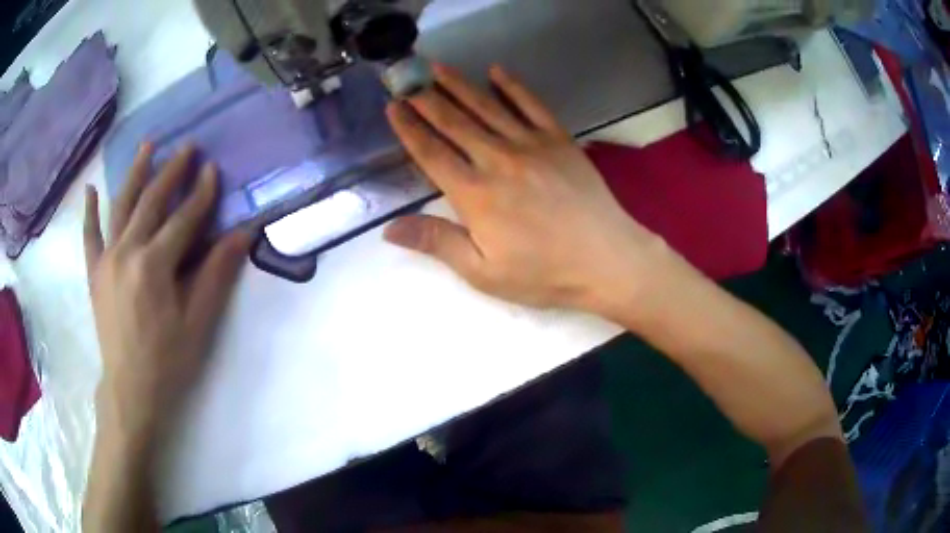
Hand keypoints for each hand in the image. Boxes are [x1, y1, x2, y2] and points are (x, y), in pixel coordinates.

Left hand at [84, 145, 250, 436]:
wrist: (130, 390)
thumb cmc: (168, 360)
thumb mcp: (198, 322)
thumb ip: (217, 273)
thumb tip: (243, 234)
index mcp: (153, 264)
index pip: (183, 218)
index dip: (201, 193)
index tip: (213, 168)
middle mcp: (126, 251)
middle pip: (151, 201)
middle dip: (171, 171)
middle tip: (187, 146)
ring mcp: (106, 259)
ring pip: (120, 206)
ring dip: (135, 173)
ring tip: (147, 146)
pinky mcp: (94, 273)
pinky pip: (90, 235)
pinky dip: (90, 211)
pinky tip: (91, 189)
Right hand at [384, 64, 672, 315]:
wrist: (607, 261)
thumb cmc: (544, 274)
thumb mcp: (484, 272)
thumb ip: (437, 243)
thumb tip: (389, 228)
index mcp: (475, 194)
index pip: (431, 153)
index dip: (408, 128)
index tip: (392, 107)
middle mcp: (497, 160)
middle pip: (454, 122)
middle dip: (426, 99)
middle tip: (407, 79)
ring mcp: (531, 145)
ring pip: (486, 107)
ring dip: (459, 84)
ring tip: (437, 67)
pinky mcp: (559, 140)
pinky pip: (531, 105)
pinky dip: (513, 86)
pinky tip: (497, 71)